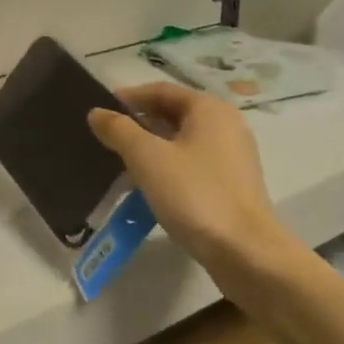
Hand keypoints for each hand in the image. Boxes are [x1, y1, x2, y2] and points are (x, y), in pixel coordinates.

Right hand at [87, 82, 286, 269]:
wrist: (246, 252)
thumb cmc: (195, 194)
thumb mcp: (147, 158)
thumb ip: (119, 130)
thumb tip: (96, 112)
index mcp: (209, 108)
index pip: (161, 90)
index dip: (129, 98)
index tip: (102, 111)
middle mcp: (226, 124)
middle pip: (174, 114)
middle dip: (139, 124)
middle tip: (108, 139)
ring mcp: (233, 156)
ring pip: (183, 141)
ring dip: (152, 148)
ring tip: (122, 164)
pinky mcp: (233, 184)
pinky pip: (193, 164)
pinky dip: (169, 167)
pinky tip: (149, 187)